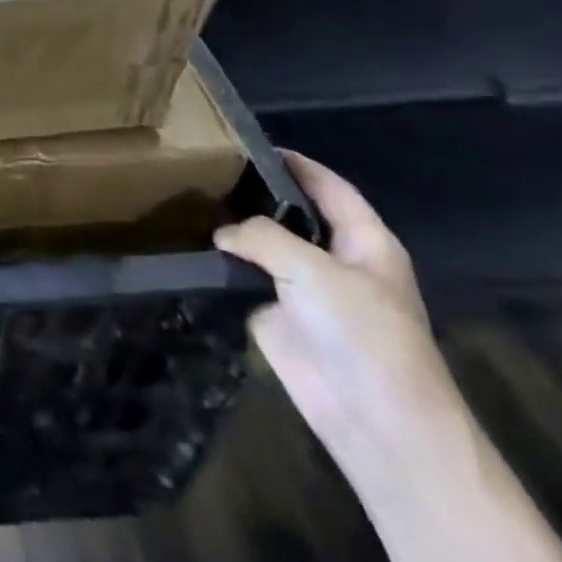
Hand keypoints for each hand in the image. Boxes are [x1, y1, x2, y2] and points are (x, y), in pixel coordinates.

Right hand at [216, 151, 469, 493]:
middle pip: (291, 214)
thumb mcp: (314, 270)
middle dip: (254, 193)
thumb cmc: (363, 335)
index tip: (246, 141)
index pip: (329, 187)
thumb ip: (262, 236)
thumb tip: (221, 233)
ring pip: (263, 246)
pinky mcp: (275, 315)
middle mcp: (334, 259)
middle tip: (203, 168)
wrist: (373, 419)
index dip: (295, 163)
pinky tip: (189, 245)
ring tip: (189, 199)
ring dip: (233, 230)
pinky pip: (244, 279)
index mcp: (364, 241)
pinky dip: (221, 265)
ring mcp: (304, 289)